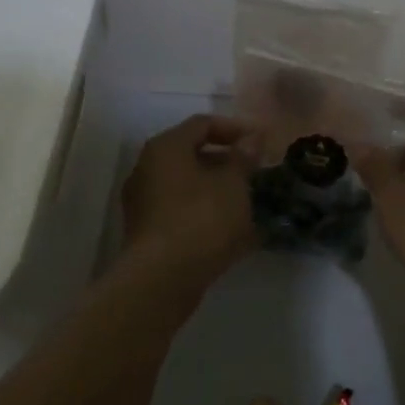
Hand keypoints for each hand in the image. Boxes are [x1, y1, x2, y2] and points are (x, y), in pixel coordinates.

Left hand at [118, 114, 258, 292]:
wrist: (162, 280)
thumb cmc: (201, 219)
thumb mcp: (233, 184)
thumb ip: (243, 157)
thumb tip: (252, 138)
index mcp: (166, 147)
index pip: (202, 124)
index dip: (235, 128)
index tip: (260, 142)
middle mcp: (147, 168)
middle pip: (192, 154)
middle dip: (226, 160)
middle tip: (255, 171)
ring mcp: (144, 202)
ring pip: (187, 184)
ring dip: (217, 188)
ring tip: (248, 200)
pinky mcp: (147, 232)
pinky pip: (181, 210)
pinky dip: (205, 212)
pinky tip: (231, 229)